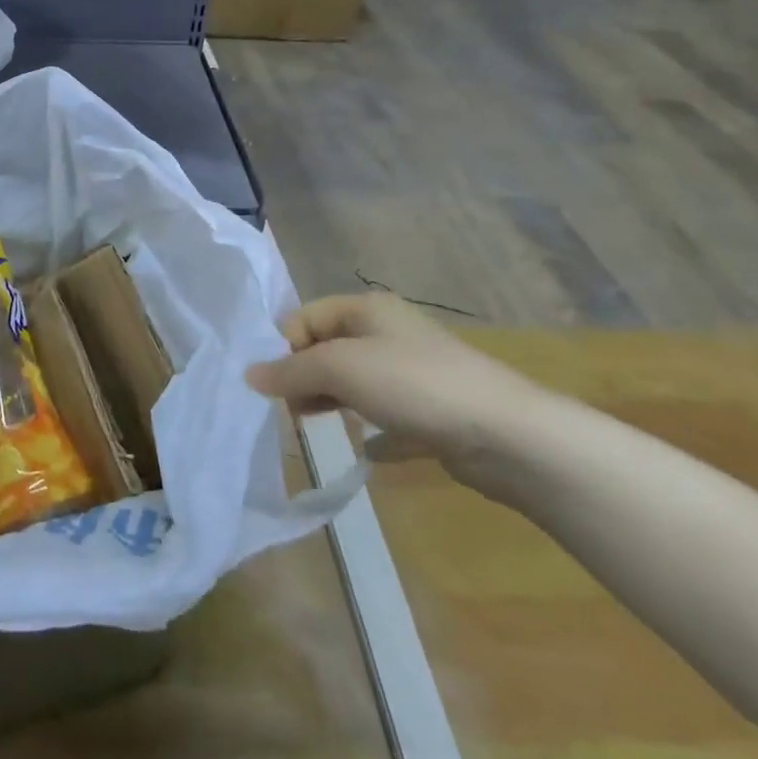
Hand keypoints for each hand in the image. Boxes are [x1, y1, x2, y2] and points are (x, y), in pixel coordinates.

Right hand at [246, 293, 550, 484]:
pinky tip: (364, 449)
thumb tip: (249, 374)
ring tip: (312, 428)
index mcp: (366, 309)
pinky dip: (370, 428)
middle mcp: (388, 332)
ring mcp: (413, 372)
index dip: (284, 346)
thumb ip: (292, 371)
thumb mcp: (341, 368)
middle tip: (289, 412)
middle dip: (303, 376)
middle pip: (329, 348)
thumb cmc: (415, 385)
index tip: (275, 385)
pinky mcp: (432, 411)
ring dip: (330, 401)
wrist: (507, 435)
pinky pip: (388, 416)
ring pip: (355, 381)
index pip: (306, 317)